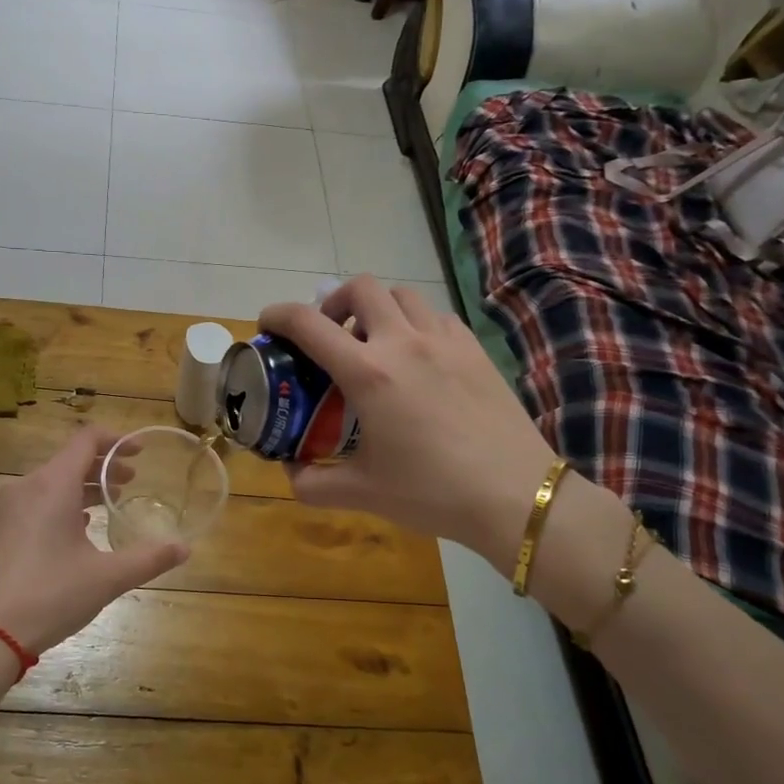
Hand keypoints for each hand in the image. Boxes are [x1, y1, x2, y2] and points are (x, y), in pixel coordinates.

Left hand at [0, 427, 189, 656]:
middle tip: (131, 483)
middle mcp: (26, 488)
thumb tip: (184, 548)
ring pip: (50, 484)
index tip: (141, 452)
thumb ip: (148, 559)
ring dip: (81, 488)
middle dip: (103, 468)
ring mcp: (5, 511)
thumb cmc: (49, 595)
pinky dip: (60, 506)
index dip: (118, 441)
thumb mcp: (106, 578)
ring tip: (107, 505)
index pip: (87, 440)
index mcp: (52, 485)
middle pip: (69, 461)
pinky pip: (34, 504)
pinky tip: (74, 532)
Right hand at [257, 276, 561, 570]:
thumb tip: (290, 473)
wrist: (515, 496)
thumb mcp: (362, 493)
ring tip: (374, 342)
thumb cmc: (432, 493)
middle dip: (334, 301)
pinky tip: (418, 358)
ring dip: (378, 308)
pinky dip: (415, 323)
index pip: (308, 323)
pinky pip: (436, 316)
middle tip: (330, 334)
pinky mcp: (475, 349)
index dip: (278, 315)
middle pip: (360, 287)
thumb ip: (313, 483)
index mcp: (368, 373)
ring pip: (402, 295)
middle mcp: (403, 342)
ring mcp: (445, 340)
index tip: (268, 325)